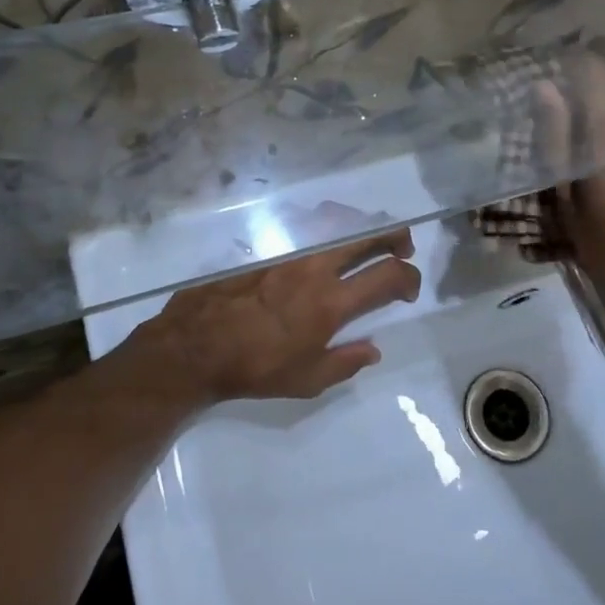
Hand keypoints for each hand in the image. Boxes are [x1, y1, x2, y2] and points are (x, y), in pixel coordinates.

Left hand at [127, 228, 420, 404]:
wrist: (195, 345)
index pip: (387, 276)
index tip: (408, 288)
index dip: (408, 277)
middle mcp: (316, 268)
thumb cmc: (254, 368)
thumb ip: (345, 363)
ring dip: (360, 227)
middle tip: (402, 244)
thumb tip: (373, 349)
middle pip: (367, 236)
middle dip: (393, 235)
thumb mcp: (306, 380)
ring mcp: (290, 253)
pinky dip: (325, 230)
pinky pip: (305, 228)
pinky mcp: (267, 248)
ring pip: (336, 224)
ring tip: (365, 238)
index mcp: (332, 302)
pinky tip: (322, 243)